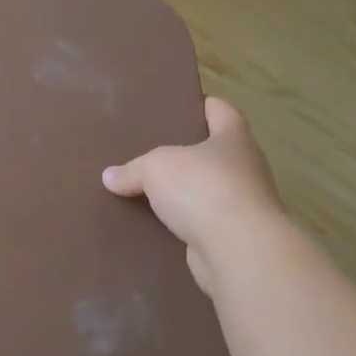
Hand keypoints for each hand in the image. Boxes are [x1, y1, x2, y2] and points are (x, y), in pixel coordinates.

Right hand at [101, 97, 283, 296]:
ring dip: (187, 192)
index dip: (207, 105)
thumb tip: (110, 177)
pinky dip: (184, 223)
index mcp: (234, 139)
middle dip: (190, 153)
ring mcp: (243, 206)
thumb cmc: (203, 188)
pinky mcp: (234, 238)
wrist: (238, 250)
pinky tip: (157, 225)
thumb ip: (132, 170)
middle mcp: (245, 169)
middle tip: (155, 150)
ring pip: (209, 191)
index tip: (188, 104)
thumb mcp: (155, 168)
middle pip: (217, 153)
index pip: (224, 112)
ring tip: (151, 189)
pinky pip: (203, 223)